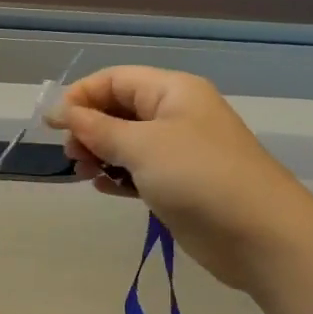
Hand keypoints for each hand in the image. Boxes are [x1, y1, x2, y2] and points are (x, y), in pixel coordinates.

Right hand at [48, 66, 307, 290]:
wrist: (258, 234)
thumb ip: (96, 128)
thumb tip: (58, 111)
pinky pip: (138, 170)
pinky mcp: (179, 184)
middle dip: (89, 127)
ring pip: (126, 142)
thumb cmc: (198, 176)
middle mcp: (175, 114)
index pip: (115, 79)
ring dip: (101, 153)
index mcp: (172, 91)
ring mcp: (178, 151)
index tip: (53, 126)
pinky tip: (104, 188)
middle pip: (118, 109)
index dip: (81, 96)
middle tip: (74, 154)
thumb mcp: (141, 146)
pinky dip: (118, 176)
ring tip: (86, 172)